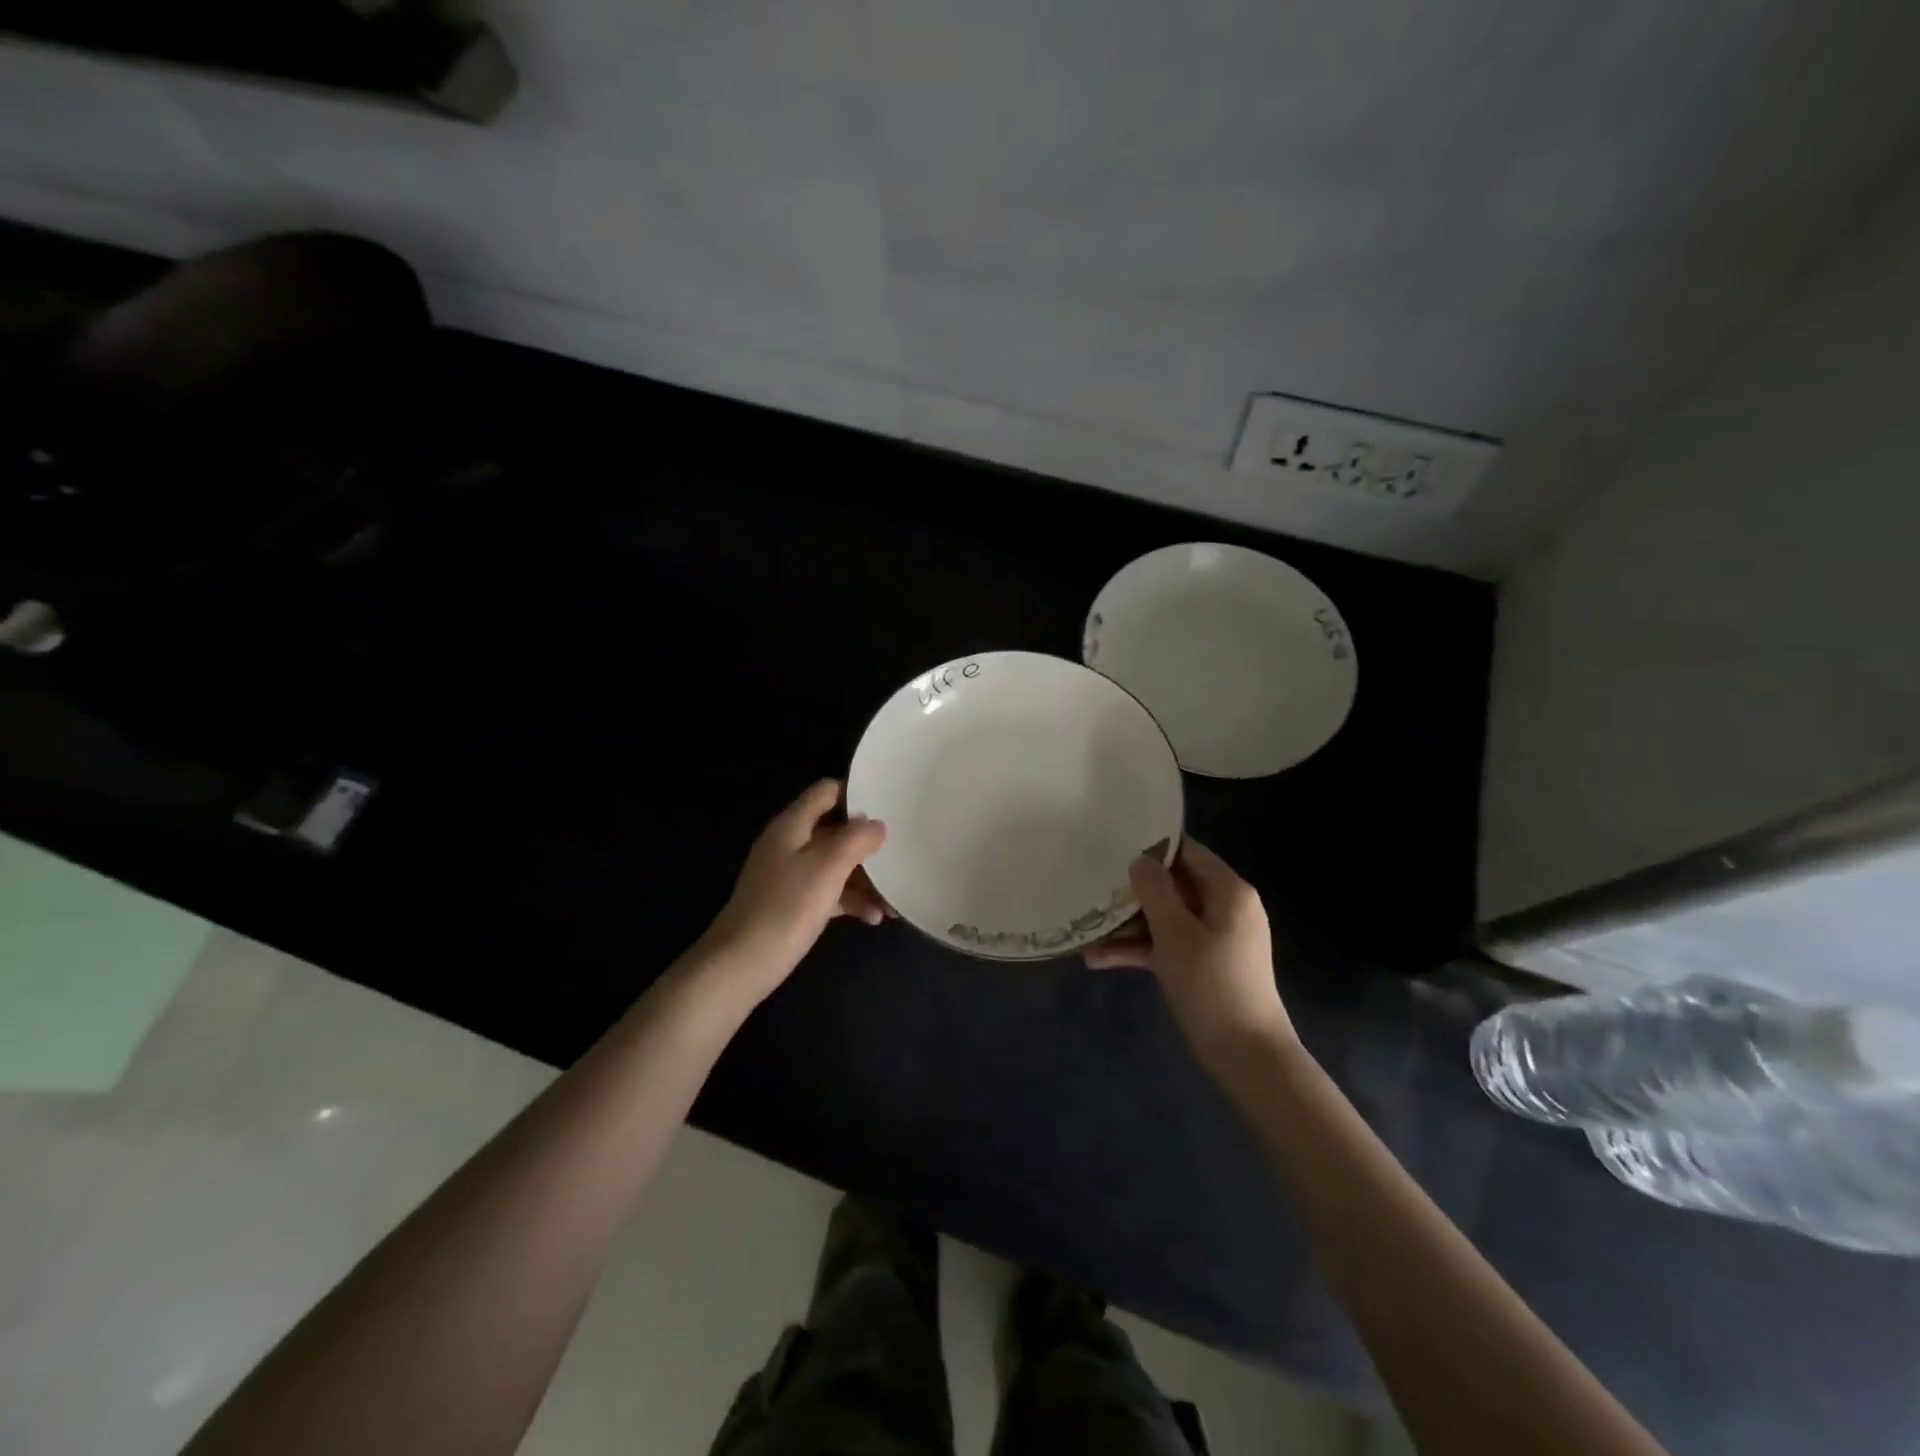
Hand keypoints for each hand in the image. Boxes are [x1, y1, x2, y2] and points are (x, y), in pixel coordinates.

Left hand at [700, 780, 890, 999]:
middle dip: (868, 843)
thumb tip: (876, 824)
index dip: (858, 793)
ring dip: (865, 877)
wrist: (740, 965)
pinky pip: (829, 891)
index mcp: (792, 824)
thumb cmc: (786, 908)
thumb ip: (856, 838)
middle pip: (835, 829)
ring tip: (895, 898)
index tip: (890, 805)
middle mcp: (789, 843)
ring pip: (835, 864)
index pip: (827, 791)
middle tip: (902, 852)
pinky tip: (874, 917)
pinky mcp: (791, 904)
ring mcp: (789, 875)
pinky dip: (851, 900)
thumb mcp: (828, 867)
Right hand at [1084, 839, 1292, 1062]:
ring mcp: (1214, 938)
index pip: (1187, 852)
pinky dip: (1139, 950)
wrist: (1247, 1056)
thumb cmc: (1211, 985)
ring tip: (1086, 934)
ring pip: (1165, 919)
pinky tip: (1098, 959)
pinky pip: (1167, 945)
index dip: (1152, 848)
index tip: (1113, 847)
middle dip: (1132, 893)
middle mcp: (1224, 908)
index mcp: (1229, 892)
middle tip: (1093, 890)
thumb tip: (1140, 860)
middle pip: (1173, 886)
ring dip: (1128, 927)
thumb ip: (1155, 890)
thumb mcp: (1176, 933)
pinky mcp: (1204, 965)